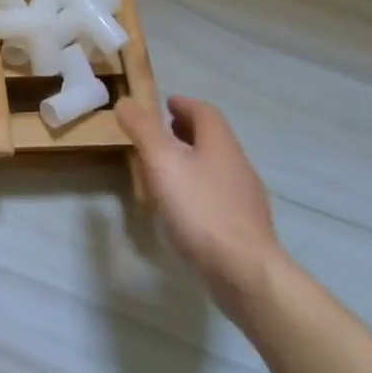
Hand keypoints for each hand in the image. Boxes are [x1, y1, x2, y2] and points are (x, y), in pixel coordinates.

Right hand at [115, 94, 284, 299]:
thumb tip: (126, 102)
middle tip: (164, 130)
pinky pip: (220, 193)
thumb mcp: (162, 164)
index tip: (166, 104)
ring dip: (194, 158)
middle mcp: (238, 165)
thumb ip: (143, 131)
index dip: (185, 105)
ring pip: (217, 166)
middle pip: (214, 138)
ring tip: (168, 167)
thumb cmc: (200, 209)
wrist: (245, 270)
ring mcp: (245, 197)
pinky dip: (200, 186)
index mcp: (220, 144)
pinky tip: (185, 205)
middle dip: (189, 130)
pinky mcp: (245, 225)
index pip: (205, 113)